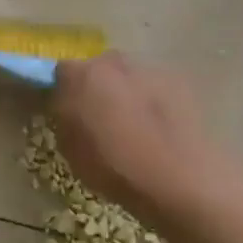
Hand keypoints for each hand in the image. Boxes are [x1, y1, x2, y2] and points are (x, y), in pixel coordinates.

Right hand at [50, 52, 233, 224]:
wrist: (181, 179)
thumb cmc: (115, 168)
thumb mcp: (70, 150)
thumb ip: (64, 119)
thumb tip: (68, 108)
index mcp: (81, 76)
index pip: (60, 72)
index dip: (62, 91)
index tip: (64, 110)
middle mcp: (114, 63)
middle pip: (98, 69)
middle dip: (96, 88)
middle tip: (98, 119)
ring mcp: (150, 70)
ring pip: (129, 78)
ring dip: (126, 94)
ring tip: (133, 128)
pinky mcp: (181, 84)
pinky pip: (155, 89)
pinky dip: (153, 103)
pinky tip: (159, 130)